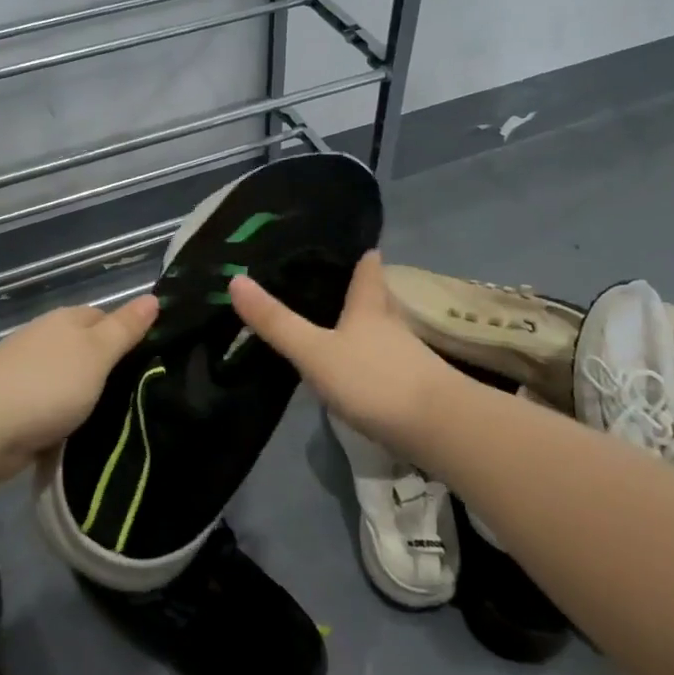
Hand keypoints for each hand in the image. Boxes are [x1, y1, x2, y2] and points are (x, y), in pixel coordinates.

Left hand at [0, 295, 159, 487]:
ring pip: (72, 384)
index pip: (106, 318)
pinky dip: (66, 423)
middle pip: (88, 352)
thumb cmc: (46, 384)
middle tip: (144, 397)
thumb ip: (124, 329)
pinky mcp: (17, 409)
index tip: (153, 362)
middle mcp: (47, 341)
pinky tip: (85, 440)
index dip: (129, 335)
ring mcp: (28, 375)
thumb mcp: (96, 354)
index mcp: (66, 321)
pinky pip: (53, 411)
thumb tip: (153, 298)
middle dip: (110, 372)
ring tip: (123, 423)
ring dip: (88, 401)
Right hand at [229, 251, 455, 451]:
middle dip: (366, 290)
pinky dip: (377, 359)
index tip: (358, 246)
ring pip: (387, 331)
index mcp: (369, 307)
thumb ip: (277, 322)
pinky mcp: (418, 387)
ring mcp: (409, 357)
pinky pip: (392, 362)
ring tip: (348, 325)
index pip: (368, 271)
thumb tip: (235, 280)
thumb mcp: (315, 351)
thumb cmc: (373, 380)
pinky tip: (364, 370)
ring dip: (371, 326)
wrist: (438, 428)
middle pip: (380, 298)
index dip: (363, 257)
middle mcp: (392, 325)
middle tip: (344, 283)